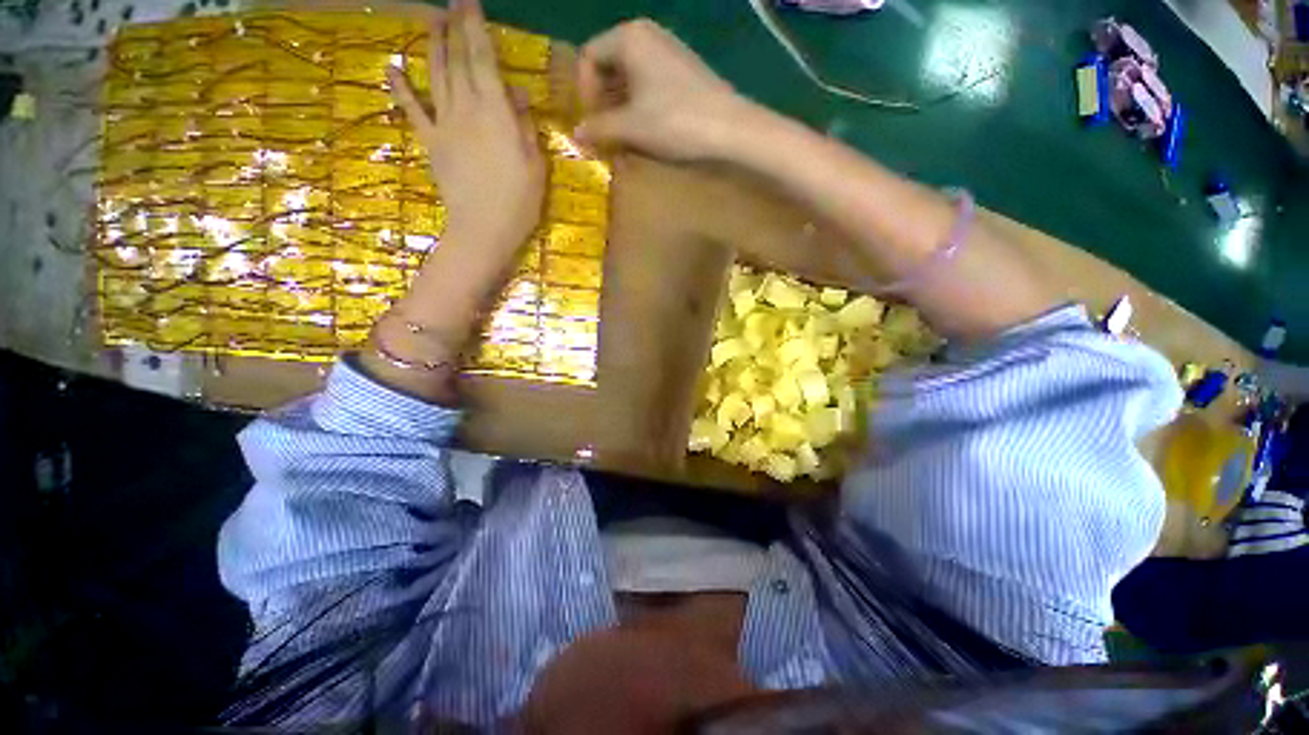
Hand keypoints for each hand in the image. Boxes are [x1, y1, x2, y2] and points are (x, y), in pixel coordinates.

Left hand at [388, 0, 545, 249]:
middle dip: (454, 27)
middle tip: (452, 2)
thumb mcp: (535, 166)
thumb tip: (518, 94)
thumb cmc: (518, 202)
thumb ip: (525, 127)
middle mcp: (466, 109)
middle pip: (457, 60)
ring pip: (435, 76)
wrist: (483, 230)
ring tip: (430, 19)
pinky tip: (392, 67)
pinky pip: (413, 110)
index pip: (483, 60)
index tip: (470, 3)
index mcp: (496, 113)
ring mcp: (444, 124)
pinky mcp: (431, 142)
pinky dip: (401, 88)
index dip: (476, 29)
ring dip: (432, 44)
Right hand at [575, 20, 756, 161]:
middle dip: (603, 103)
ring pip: (630, 78)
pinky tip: (646, 131)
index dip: (585, 92)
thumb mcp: (630, 127)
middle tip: (605, 134)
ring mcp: (668, 52)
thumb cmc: (674, 121)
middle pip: (610, 66)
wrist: (729, 127)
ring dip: (621, 109)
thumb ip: (599, 128)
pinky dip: (641, 106)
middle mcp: (647, 35)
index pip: (589, 57)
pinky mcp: (683, 71)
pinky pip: (650, 84)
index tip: (592, 122)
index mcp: (629, 37)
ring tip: (624, 139)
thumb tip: (576, 134)